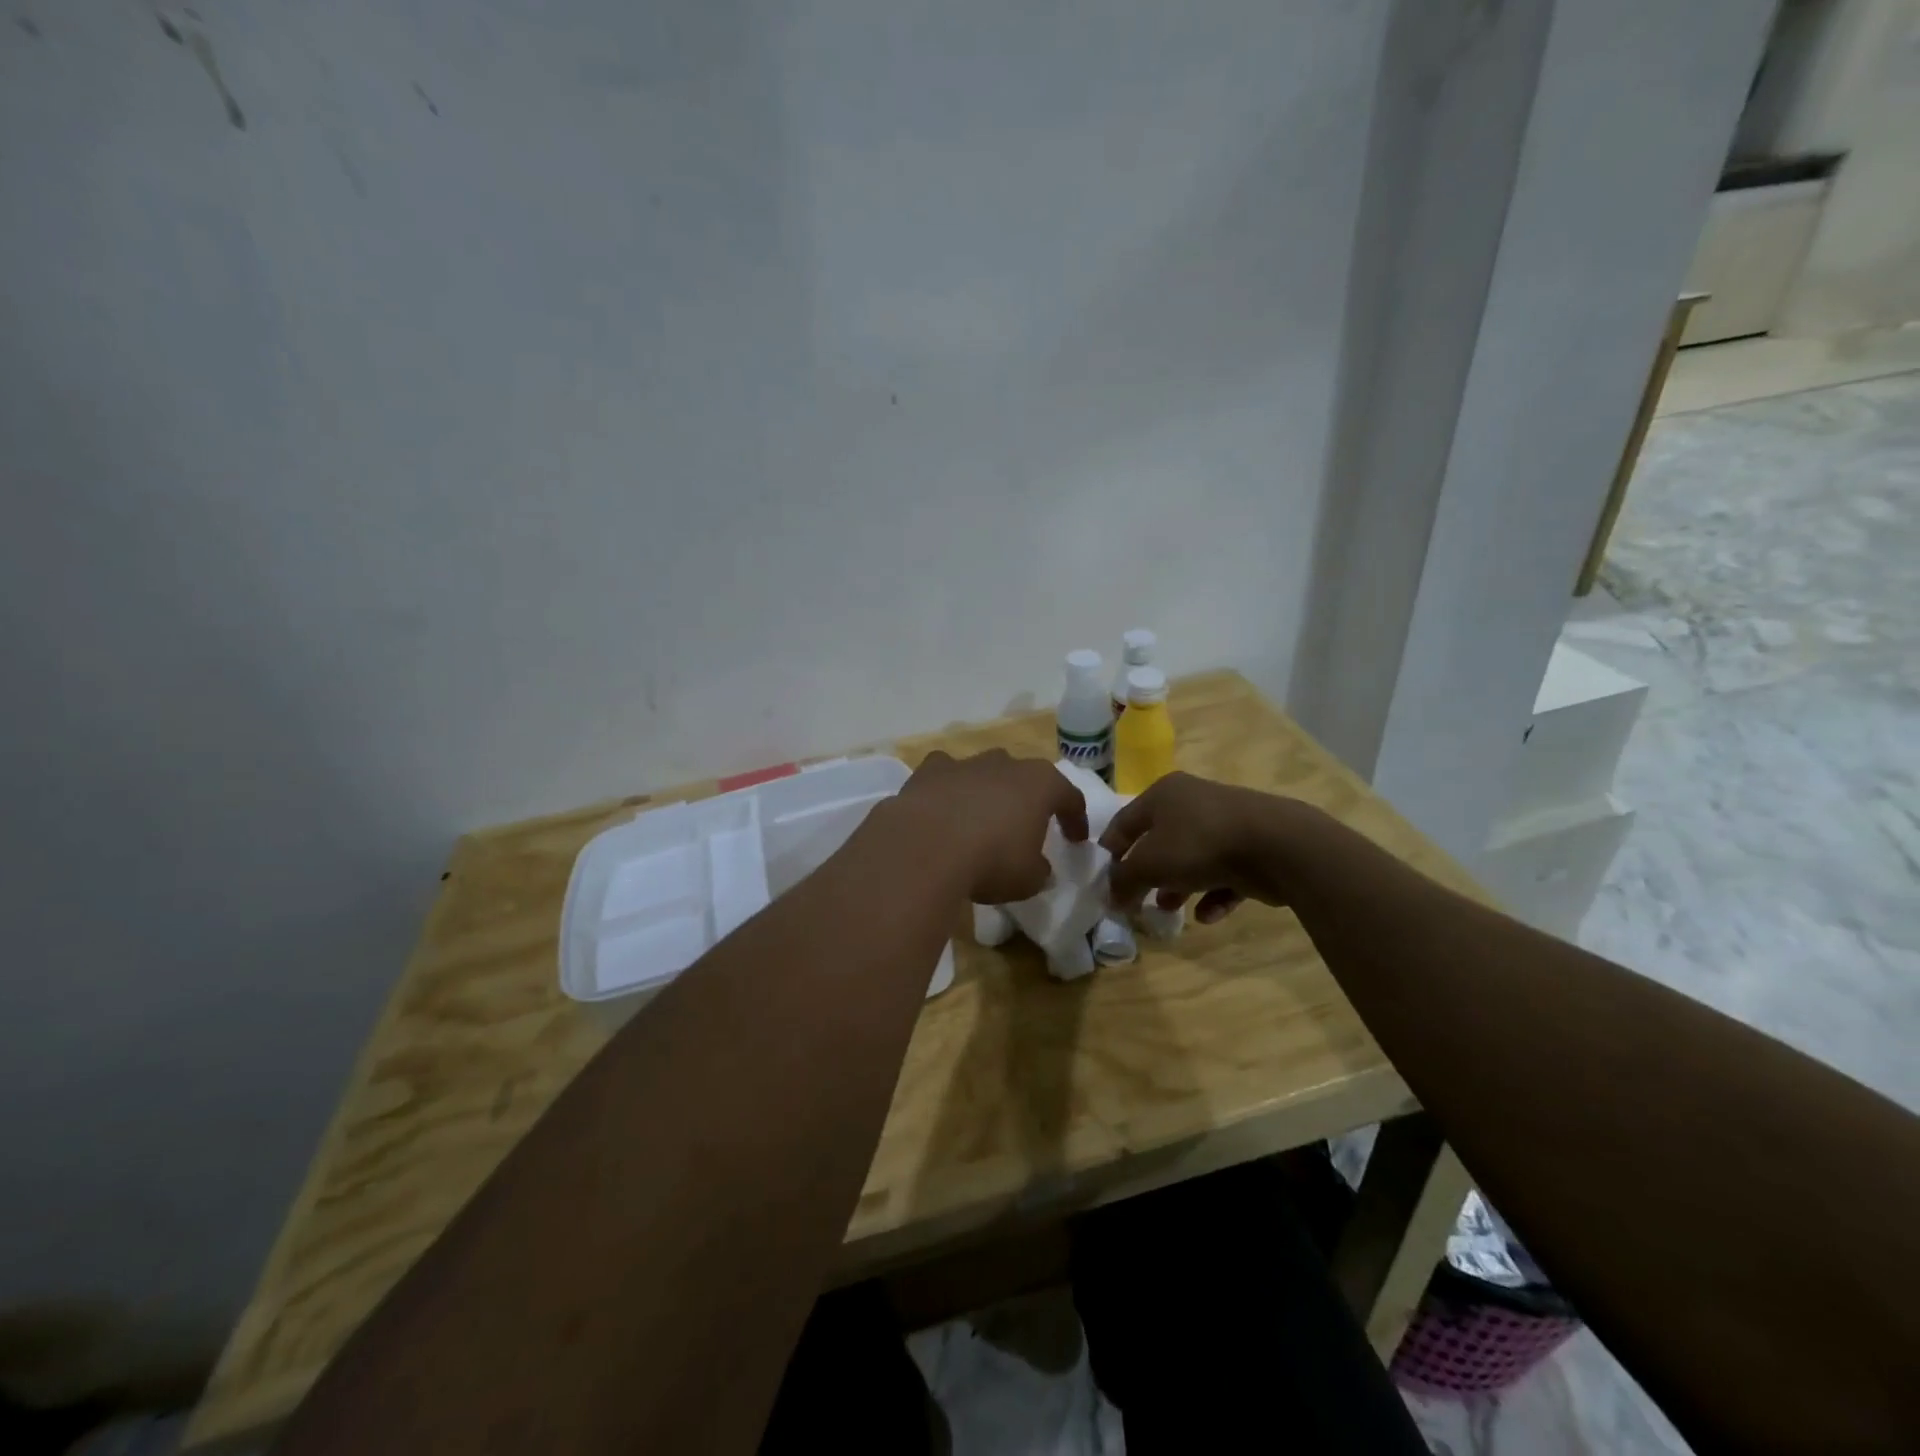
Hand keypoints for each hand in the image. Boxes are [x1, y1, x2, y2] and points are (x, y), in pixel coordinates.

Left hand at [896, 750, 1089, 903]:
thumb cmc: (991, 861)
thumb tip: (1039, 868)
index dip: (1076, 819)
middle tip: (1026, 825)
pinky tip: (942, 809)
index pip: (1069, 797)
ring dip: (987, 792)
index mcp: (1040, 784)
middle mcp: (1005, 764)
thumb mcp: (1029, 879)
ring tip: (981, 819)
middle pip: (1024, 777)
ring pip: (984, 772)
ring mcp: (965, 763)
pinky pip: (945, 775)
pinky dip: (947, 788)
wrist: (925, 847)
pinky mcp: (929, 770)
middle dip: (1027, 799)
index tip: (1076, 840)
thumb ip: (1039, 870)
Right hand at [1101, 772, 1296, 923]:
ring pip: (1192, 857)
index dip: (1110, 851)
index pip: (1124, 821)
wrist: (1278, 845)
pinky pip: (1224, 873)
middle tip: (1137, 899)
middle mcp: (1192, 801)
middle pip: (1159, 840)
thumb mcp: (1149, 864)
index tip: (1102, 880)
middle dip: (1147, 872)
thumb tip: (1111, 896)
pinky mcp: (1252, 847)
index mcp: (1163, 794)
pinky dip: (1213, 893)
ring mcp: (1225, 823)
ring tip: (1170, 911)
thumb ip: (1124, 880)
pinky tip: (1207, 916)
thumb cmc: (1200, 844)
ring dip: (1178, 885)